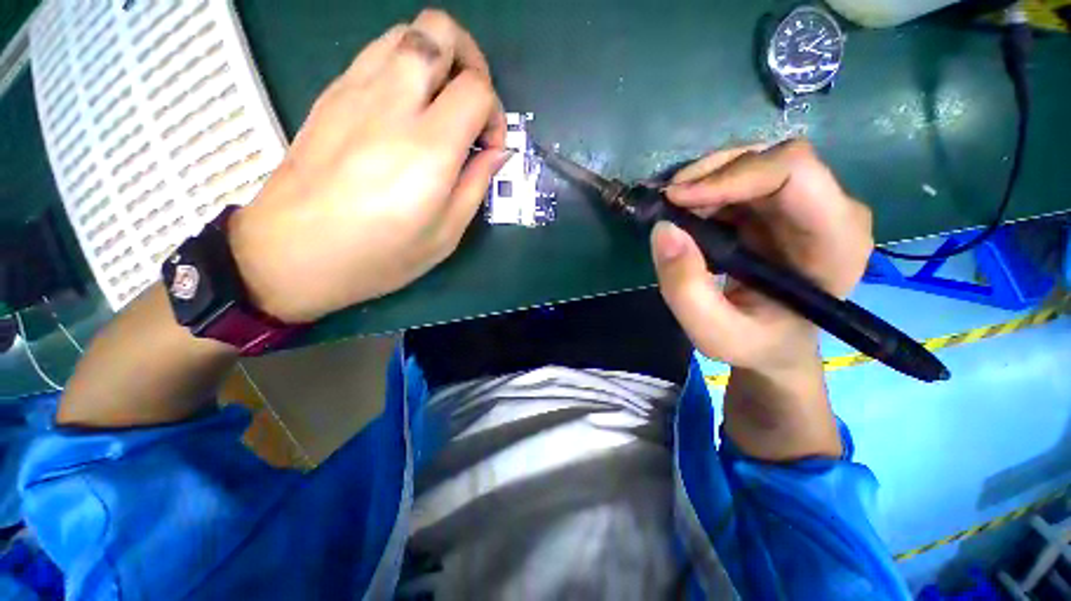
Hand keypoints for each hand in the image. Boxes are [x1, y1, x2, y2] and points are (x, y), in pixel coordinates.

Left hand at [229, 10, 507, 322]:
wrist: (292, 253)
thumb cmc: (379, 255)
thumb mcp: (445, 234)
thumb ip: (476, 186)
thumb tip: (496, 153)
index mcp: (428, 148)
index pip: (476, 89)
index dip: (495, 113)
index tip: (489, 147)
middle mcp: (392, 103)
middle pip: (439, 31)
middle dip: (470, 59)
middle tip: (473, 104)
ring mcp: (354, 91)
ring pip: (406, 33)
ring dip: (437, 58)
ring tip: (441, 104)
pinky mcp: (331, 94)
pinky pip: (377, 54)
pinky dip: (404, 68)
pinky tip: (407, 110)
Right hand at [650, 139, 872, 459]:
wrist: (775, 355)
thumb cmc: (754, 350)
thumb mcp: (714, 332)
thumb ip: (685, 286)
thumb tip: (663, 231)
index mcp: (837, 242)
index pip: (795, 173)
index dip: (734, 173)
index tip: (679, 196)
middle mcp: (829, 213)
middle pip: (775, 158)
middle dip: (715, 169)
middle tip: (669, 198)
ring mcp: (803, 210)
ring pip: (756, 164)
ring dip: (707, 177)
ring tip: (671, 205)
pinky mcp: (776, 213)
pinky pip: (740, 182)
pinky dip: (707, 188)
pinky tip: (685, 209)